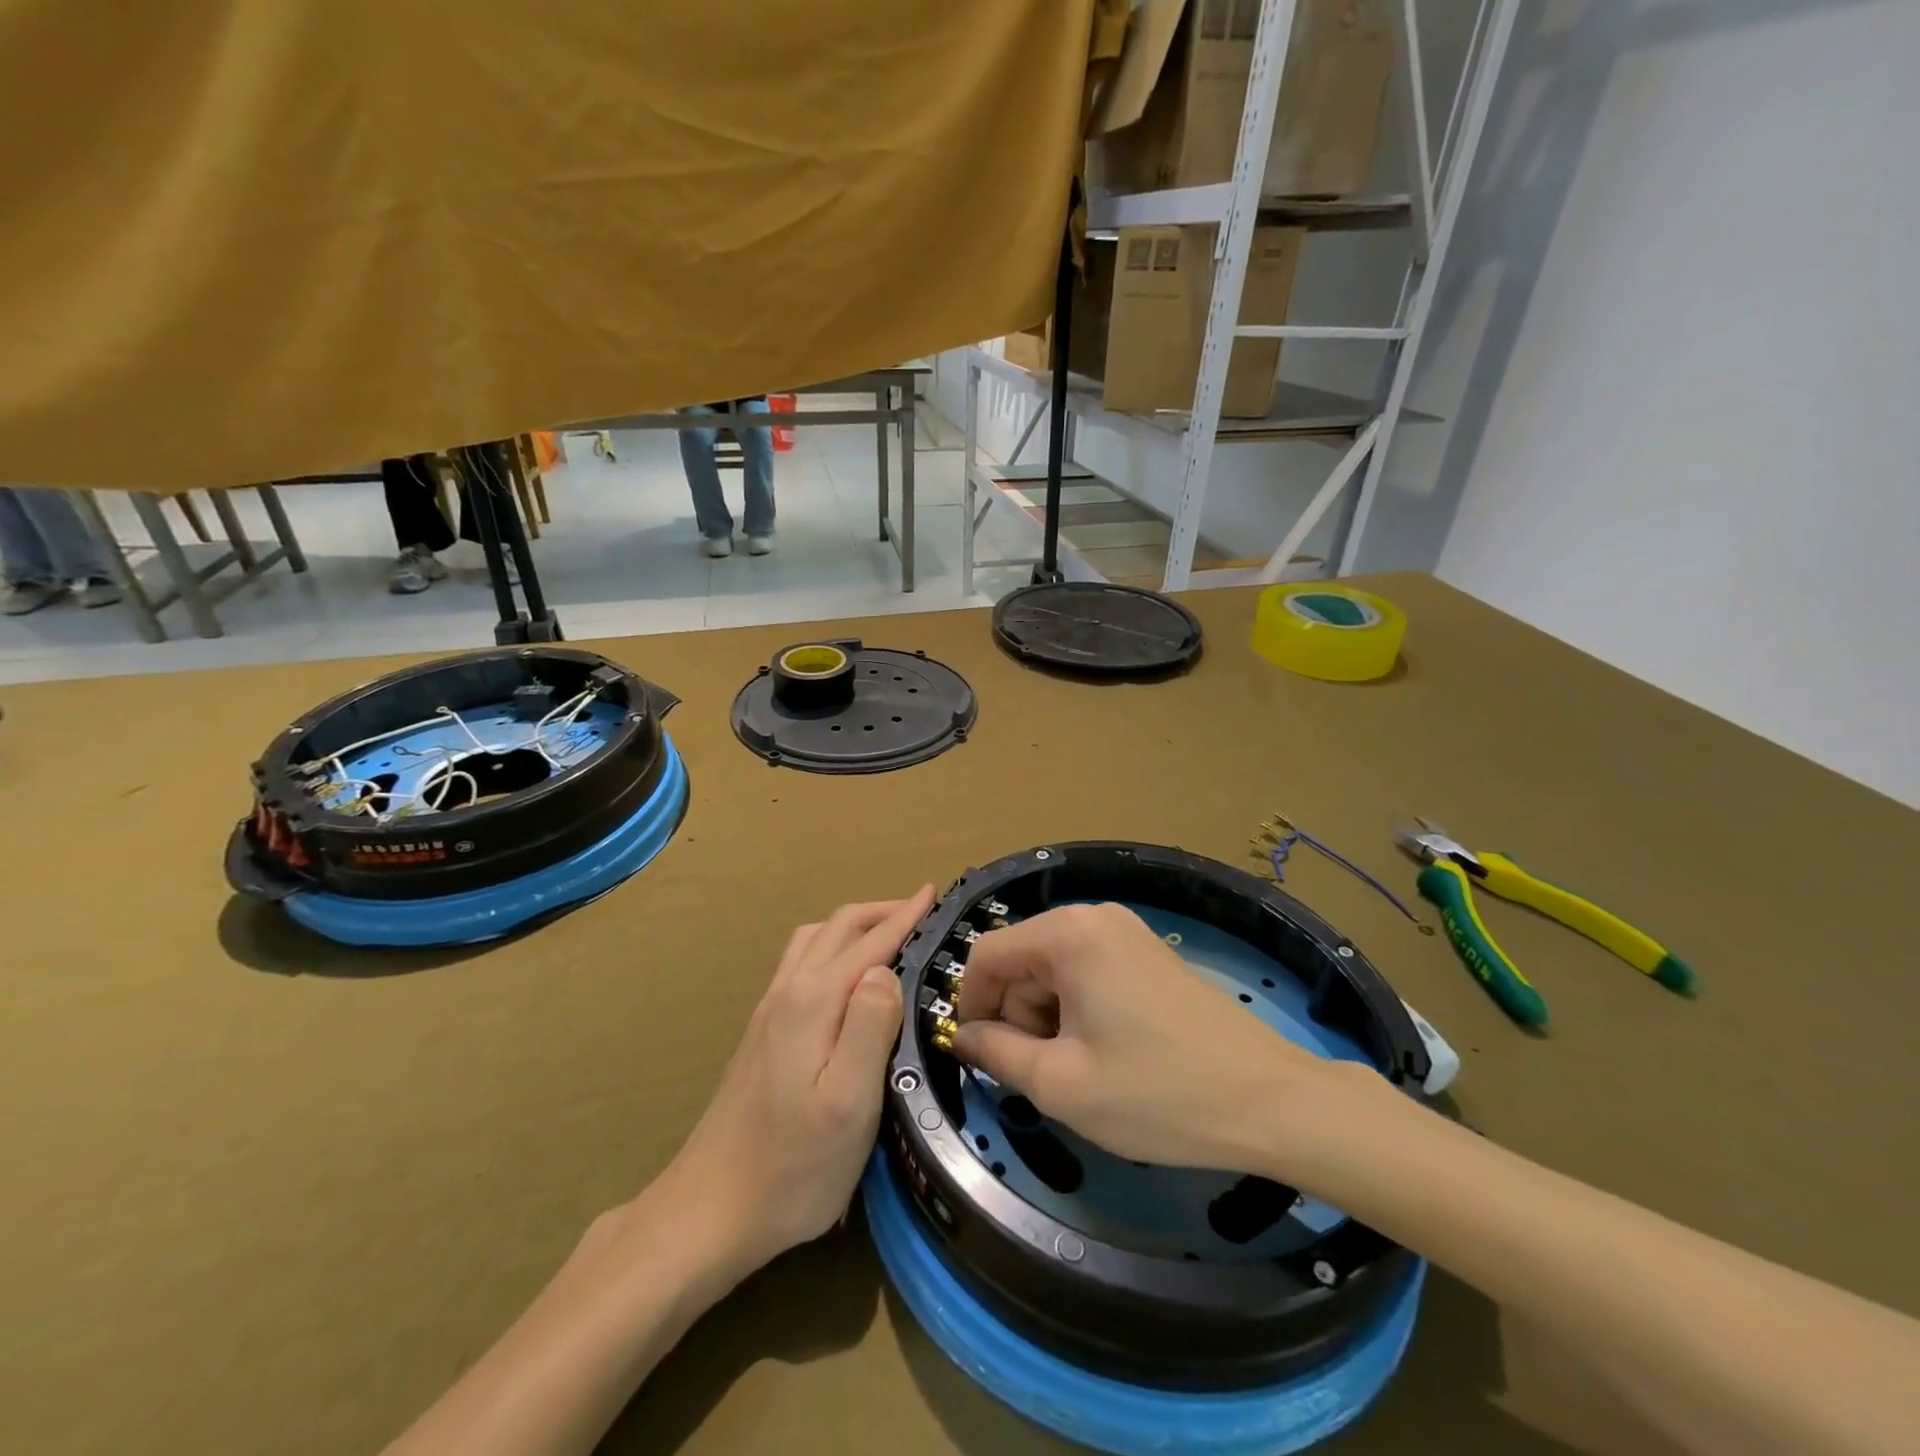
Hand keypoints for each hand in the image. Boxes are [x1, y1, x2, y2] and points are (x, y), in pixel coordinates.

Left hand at [657, 887, 934, 1276]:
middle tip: (922, 910)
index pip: (870, 942)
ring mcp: (769, 1010)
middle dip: (882, 911)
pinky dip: (832, 946)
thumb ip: (870, 1027)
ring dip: (854, 925)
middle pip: (838, 927)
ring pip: (814, 940)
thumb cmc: (792, 1167)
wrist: (709, 1210)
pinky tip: (843, 973)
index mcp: (814, 1001)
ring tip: (887, 933)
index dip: (905, 915)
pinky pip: (801, 961)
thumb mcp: (849, 1104)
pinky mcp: (761, 1031)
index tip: (935, 892)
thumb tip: (886, 970)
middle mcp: (788, 992)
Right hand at [954, 902, 1369, 1174]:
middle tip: (1046, 1075)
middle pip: (1022, 961)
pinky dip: (1079, 1013)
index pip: (987, 954)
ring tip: (1081, 1072)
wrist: (1270, 1102)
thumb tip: (963, 1036)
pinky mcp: (1147, 955)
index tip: (978, 1056)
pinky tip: (1107, 1056)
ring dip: (1048, 1020)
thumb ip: (996, 1054)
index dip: (970, 1005)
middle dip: (1017, 1016)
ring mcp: (1126, 933)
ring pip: (1053, 971)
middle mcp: (1094, 918)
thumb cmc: (1157, 1093)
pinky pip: (1087, 974)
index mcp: (1068, 933)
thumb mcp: (1061, 1084)